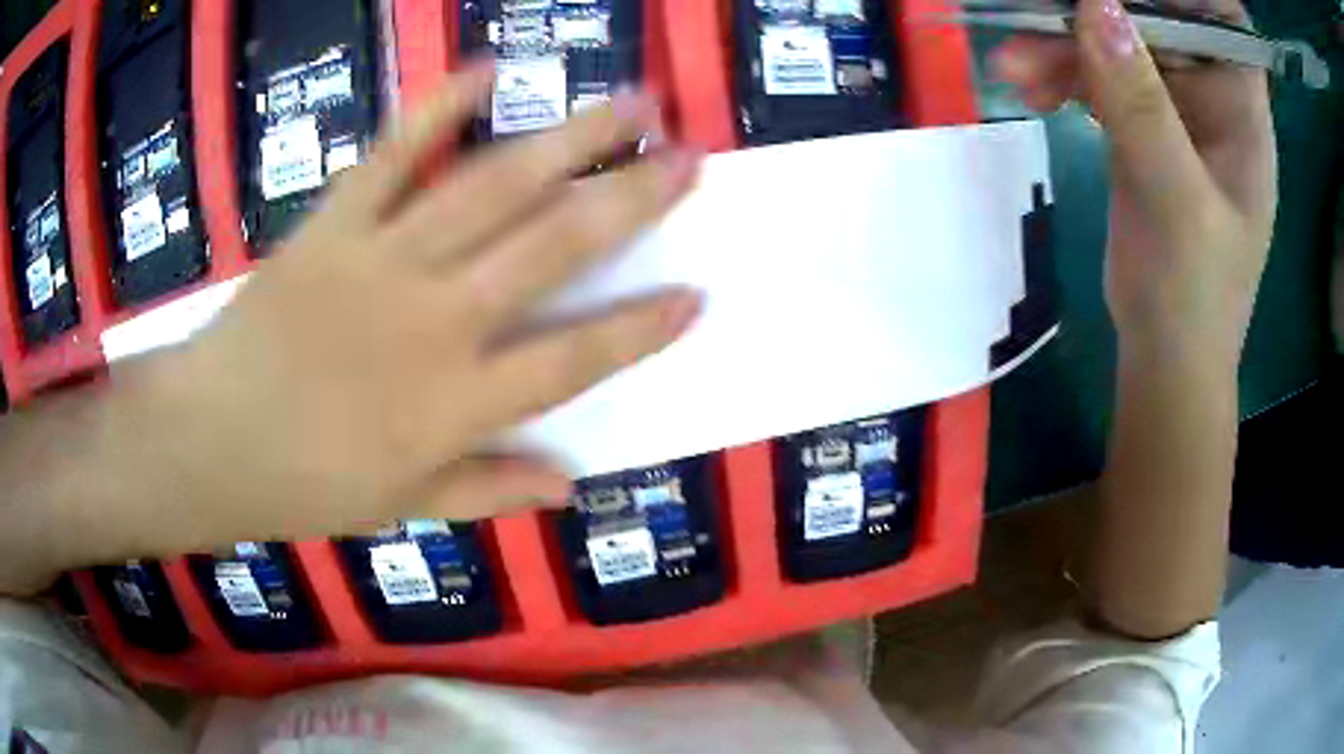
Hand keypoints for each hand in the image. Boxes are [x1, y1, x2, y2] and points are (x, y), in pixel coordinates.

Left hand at [92, 67, 703, 558]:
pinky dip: (436, 107)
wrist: (209, 441)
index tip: (696, 293)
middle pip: (551, 248)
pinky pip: (390, 154)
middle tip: (687, 156)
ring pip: (491, 187)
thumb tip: (572, 487)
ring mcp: (382, 261)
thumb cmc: (304, 485)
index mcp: (456, 404)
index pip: (574, 360)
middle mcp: (435, 321)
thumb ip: (490, 491)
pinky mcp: (332, 225)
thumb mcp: (404, 508)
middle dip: (630, 199)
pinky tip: (486, 70)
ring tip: (628, 105)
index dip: (640, 328)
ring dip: (568, 140)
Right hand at [992, 0, 1276, 367]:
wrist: (1165, 356)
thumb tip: (1094, 4)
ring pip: (1117, 43)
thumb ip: (1141, 103)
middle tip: (1038, 16)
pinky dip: (1062, 77)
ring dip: (1064, 47)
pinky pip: (1098, 76)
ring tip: (1015, 68)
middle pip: (1156, 18)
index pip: (1220, 17)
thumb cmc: (1194, 295)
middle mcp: (1212, 95)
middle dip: (1098, 12)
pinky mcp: (1141, 125)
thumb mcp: (1175, 199)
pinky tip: (1030, 91)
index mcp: (1240, 108)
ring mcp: (1174, 108)